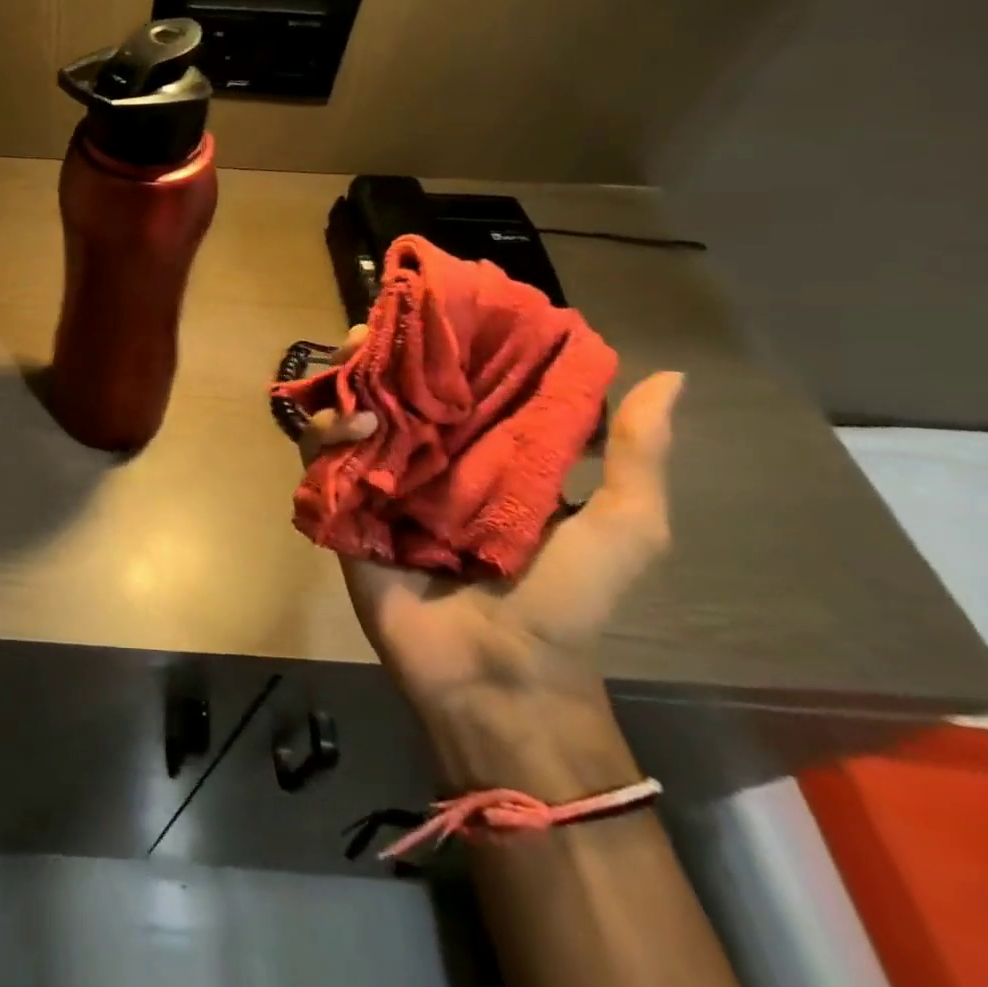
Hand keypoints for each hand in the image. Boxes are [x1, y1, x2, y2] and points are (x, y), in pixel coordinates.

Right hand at [299, 326, 682, 793]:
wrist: (500, 677)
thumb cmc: (565, 602)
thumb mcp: (626, 528)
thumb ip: (638, 457)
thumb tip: (669, 377)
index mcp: (484, 452)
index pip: (454, 381)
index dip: (439, 343)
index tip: (431, 310)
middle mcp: (426, 457)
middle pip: (388, 388)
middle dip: (374, 353)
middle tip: (371, 332)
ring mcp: (379, 481)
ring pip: (345, 412)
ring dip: (345, 383)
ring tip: (358, 371)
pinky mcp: (341, 507)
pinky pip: (318, 456)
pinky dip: (326, 431)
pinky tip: (354, 426)